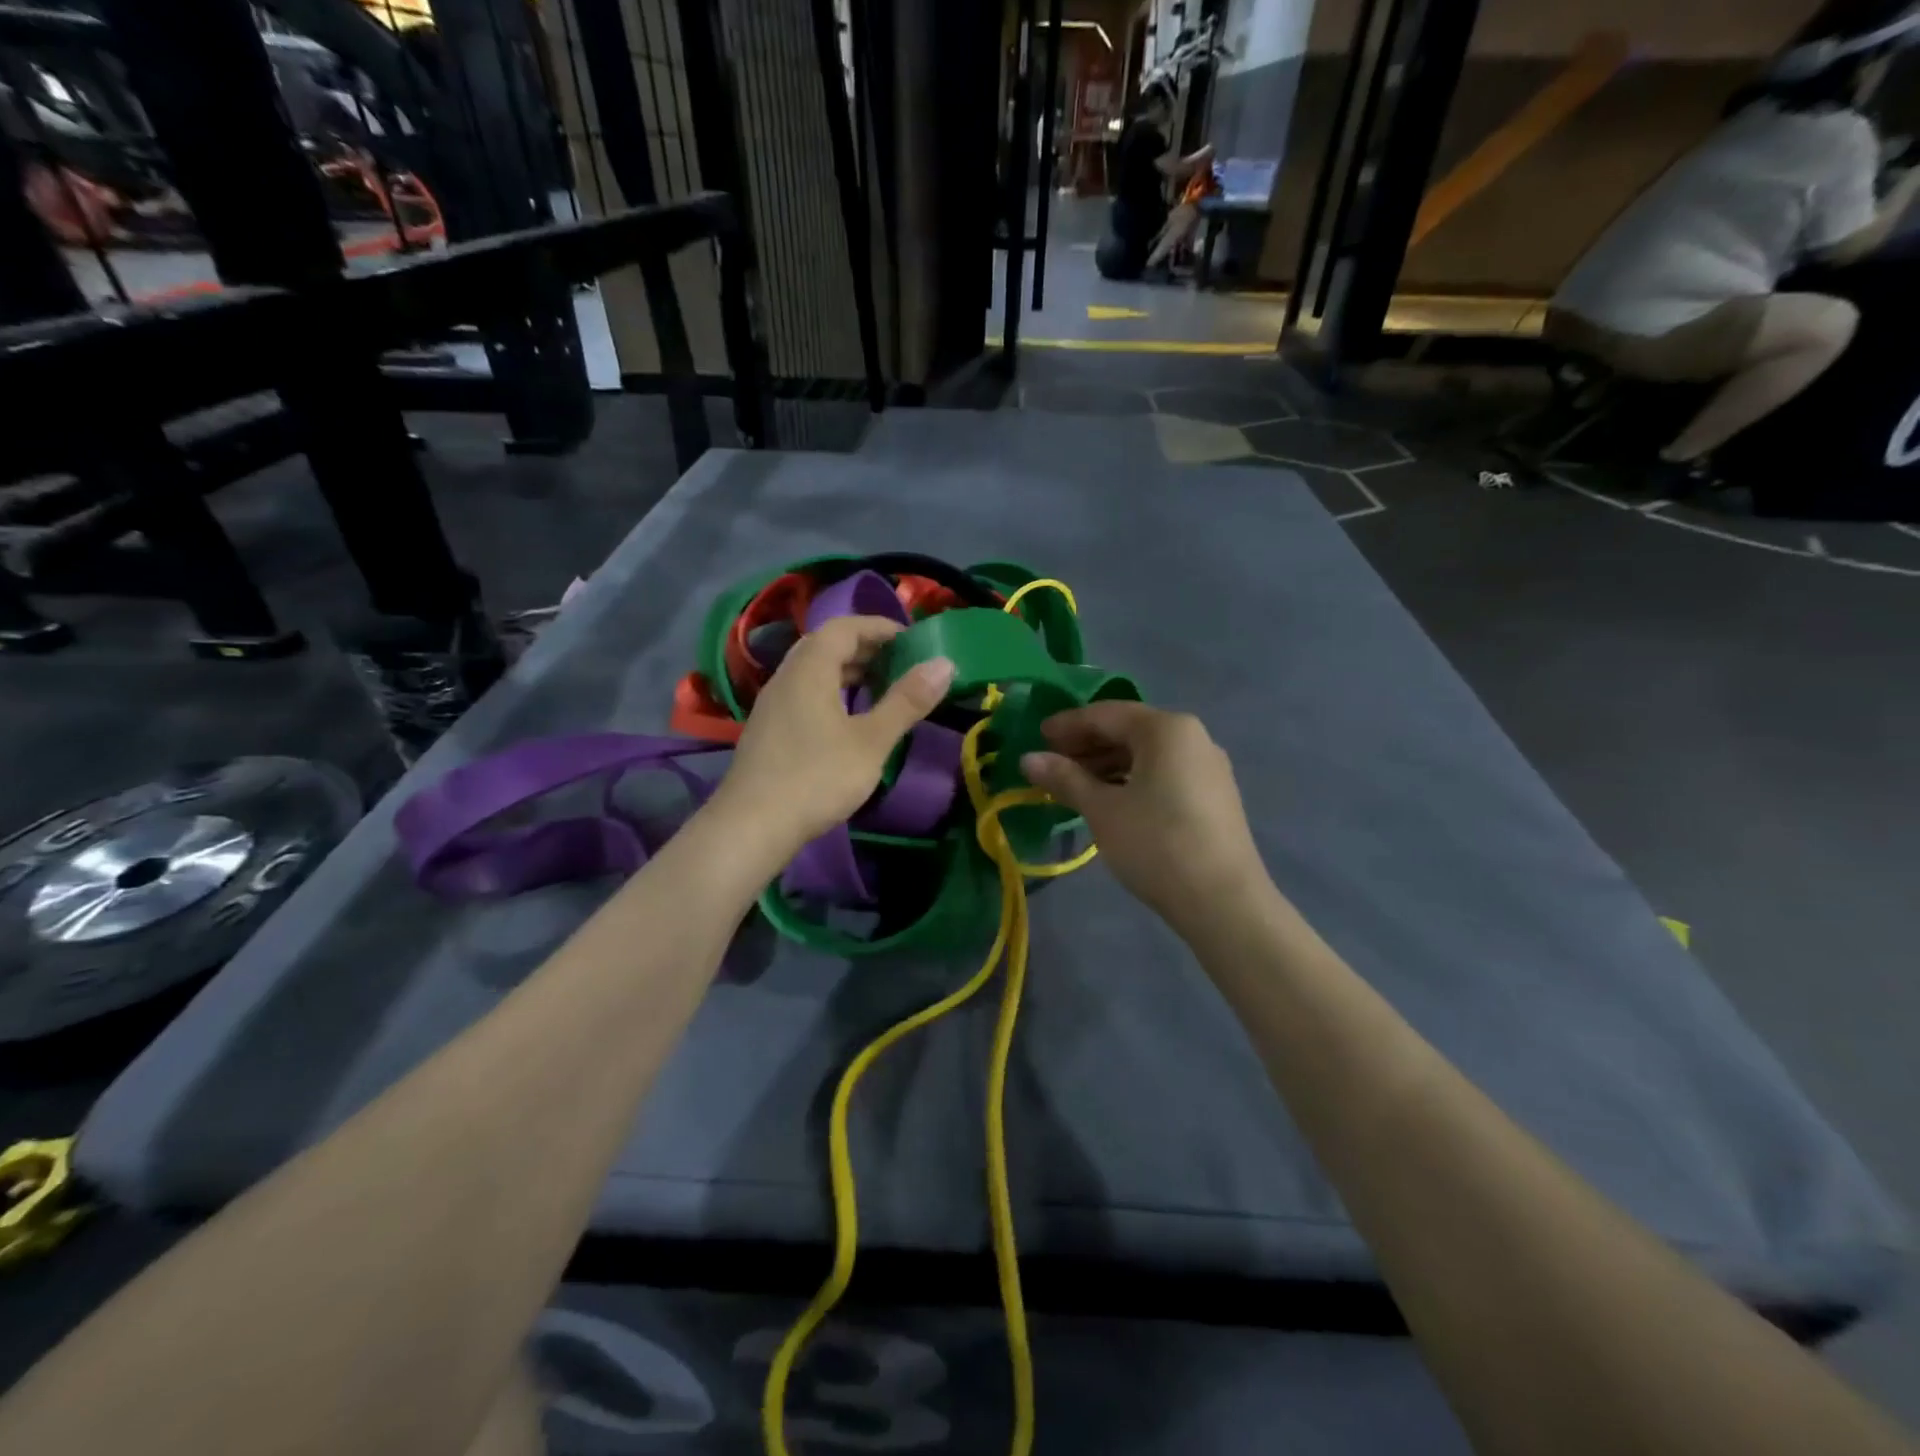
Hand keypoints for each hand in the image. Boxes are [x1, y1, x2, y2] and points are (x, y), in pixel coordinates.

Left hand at [713, 615, 954, 853]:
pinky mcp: (768, 729)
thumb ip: (907, 701)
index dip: (879, 627)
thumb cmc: (817, 777)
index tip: (912, 640)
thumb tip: (945, 663)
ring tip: (880, 688)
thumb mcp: (871, 740)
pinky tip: (848, 720)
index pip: (844, 627)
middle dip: (865, 647)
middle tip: (900, 663)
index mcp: (810, 669)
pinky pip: (804, 693)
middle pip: (826, 645)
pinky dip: (831, 692)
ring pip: (813, 671)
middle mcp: (786, 676)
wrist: (752, 826)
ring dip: (847, 671)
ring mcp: (773, 704)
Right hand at [1021, 702, 1268, 936]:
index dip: (1067, 724)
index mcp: (1166, 729)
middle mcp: (1192, 737)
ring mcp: (1208, 766)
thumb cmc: (1155, 844)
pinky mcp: (1214, 795)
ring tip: (1075, 785)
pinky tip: (1111, 800)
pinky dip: (1132, 779)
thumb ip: (1065, 778)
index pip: (1106, 714)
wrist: (1223, 901)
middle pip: (1129, 730)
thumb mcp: (1102, 809)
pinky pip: (1164, 773)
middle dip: (1088, 745)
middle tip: (1052, 763)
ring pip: (1147, 754)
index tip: (1037, 737)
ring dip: (1108, 764)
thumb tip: (1028, 758)